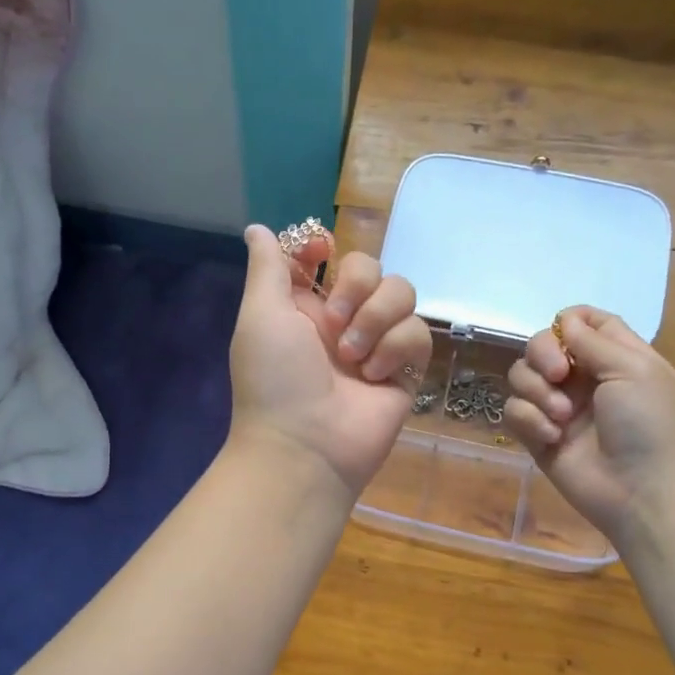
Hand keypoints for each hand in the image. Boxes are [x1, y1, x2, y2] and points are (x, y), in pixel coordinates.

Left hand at [228, 224, 431, 498]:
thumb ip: (268, 267)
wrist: (307, 446)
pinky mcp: (404, 368)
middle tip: (336, 321)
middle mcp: (340, 318)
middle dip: (357, 285)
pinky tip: (375, 374)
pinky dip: (396, 348)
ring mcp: (375, 343)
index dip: (325, 246)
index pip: (324, 256)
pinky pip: (417, 333)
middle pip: (370, 266)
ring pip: (401, 293)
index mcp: (302, 304)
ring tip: (352, 357)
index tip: (321, 252)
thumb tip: (258, 228)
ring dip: (377, 318)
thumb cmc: (275, 378)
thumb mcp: (261, 314)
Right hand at [503, 307, 674, 543]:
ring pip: (522, 376)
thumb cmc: (649, 425)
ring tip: (562, 417)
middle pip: (542, 344)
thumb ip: (595, 341)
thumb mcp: (635, 371)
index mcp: (614, 357)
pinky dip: (529, 420)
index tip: (565, 335)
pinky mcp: (538, 435)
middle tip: (558, 375)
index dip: (568, 322)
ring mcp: (558, 407)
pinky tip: (552, 438)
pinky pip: (514, 411)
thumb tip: (563, 322)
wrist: (642, 492)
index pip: (583, 322)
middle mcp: (582, 378)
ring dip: (537, 392)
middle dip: (542, 355)